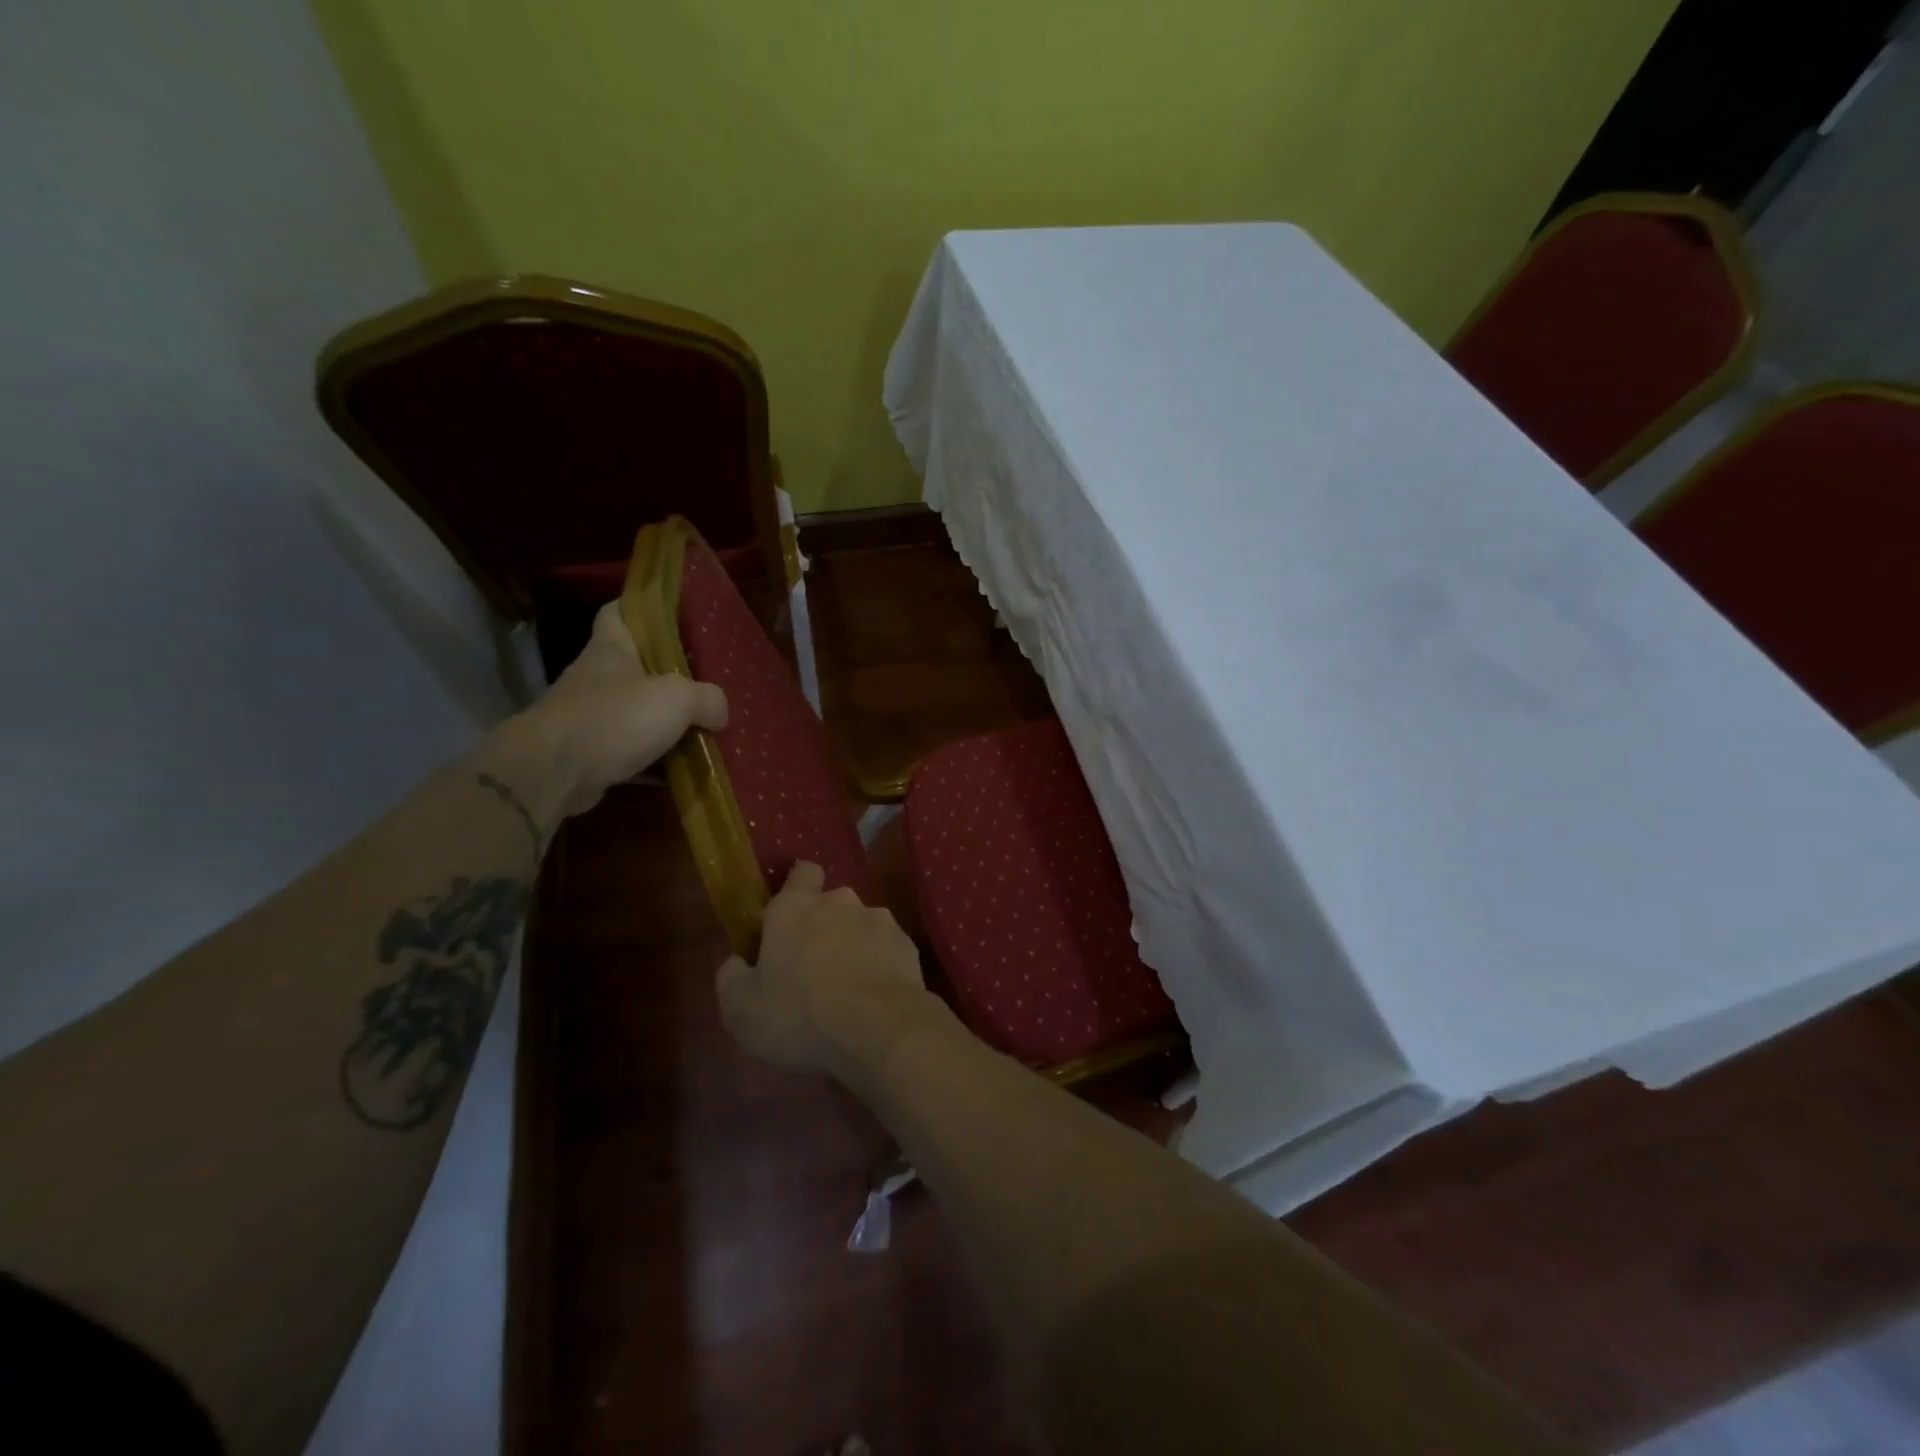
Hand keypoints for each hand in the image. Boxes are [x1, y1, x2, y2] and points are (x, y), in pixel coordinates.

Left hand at [514, 601, 727, 817]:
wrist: (552, 773)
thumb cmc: (614, 718)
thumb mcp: (677, 698)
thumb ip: (707, 699)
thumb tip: (720, 713)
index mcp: (611, 649)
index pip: (618, 612)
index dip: (640, 609)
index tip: (670, 616)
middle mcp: (596, 678)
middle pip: (633, 666)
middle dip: (666, 675)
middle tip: (703, 682)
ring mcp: (588, 717)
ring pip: (633, 712)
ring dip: (662, 721)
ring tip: (700, 728)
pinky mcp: (588, 754)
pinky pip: (630, 752)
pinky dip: (654, 760)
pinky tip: (681, 770)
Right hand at [717, 862, 935, 1078]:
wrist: (879, 1030)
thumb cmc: (800, 1015)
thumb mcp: (741, 1010)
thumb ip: (731, 977)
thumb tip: (736, 961)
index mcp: (794, 908)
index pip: (801, 872)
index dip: (797, 886)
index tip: (790, 915)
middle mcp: (840, 902)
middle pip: (831, 904)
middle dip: (824, 926)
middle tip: (813, 967)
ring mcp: (879, 920)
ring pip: (861, 926)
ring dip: (853, 946)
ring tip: (848, 987)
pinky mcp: (907, 944)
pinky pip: (886, 949)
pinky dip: (880, 964)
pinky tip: (874, 997)